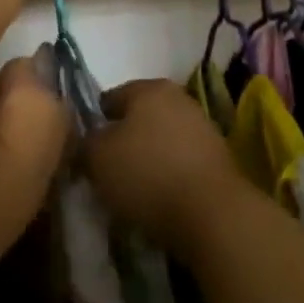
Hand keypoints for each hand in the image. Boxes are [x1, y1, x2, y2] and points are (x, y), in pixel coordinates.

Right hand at [87, 78, 250, 261]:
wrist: (213, 215)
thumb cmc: (148, 174)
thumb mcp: (98, 157)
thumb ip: (84, 143)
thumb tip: (86, 143)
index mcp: (149, 88)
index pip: (110, 98)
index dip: (94, 124)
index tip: (86, 152)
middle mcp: (178, 98)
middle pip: (139, 118)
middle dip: (123, 141)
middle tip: (108, 172)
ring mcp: (203, 127)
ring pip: (161, 140)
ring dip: (147, 159)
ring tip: (133, 191)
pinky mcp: (219, 159)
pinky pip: (181, 162)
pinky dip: (169, 176)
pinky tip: (160, 199)